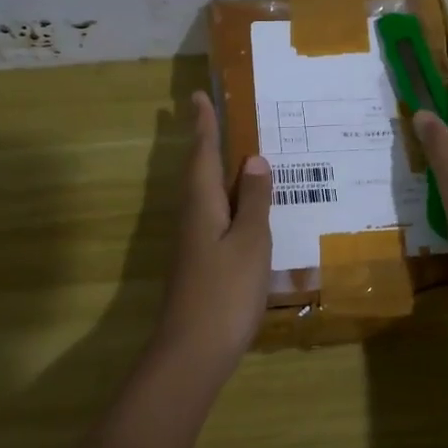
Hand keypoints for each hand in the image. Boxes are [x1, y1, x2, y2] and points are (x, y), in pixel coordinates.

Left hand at [155, 90, 272, 376]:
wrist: (193, 351)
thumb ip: (254, 201)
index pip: (203, 153)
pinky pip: (212, 215)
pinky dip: (225, 199)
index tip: (197, 96)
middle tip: (213, 115)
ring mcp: (193, 242)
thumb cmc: (225, 291)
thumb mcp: (250, 242)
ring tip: (234, 155)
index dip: (204, 125)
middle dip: (204, 141)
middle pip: (197, 170)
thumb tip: (254, 160)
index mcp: (202, 204)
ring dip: (214, 169)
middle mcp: (192, 216)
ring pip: (204, 193)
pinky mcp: (199, 262)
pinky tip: (240, 209)